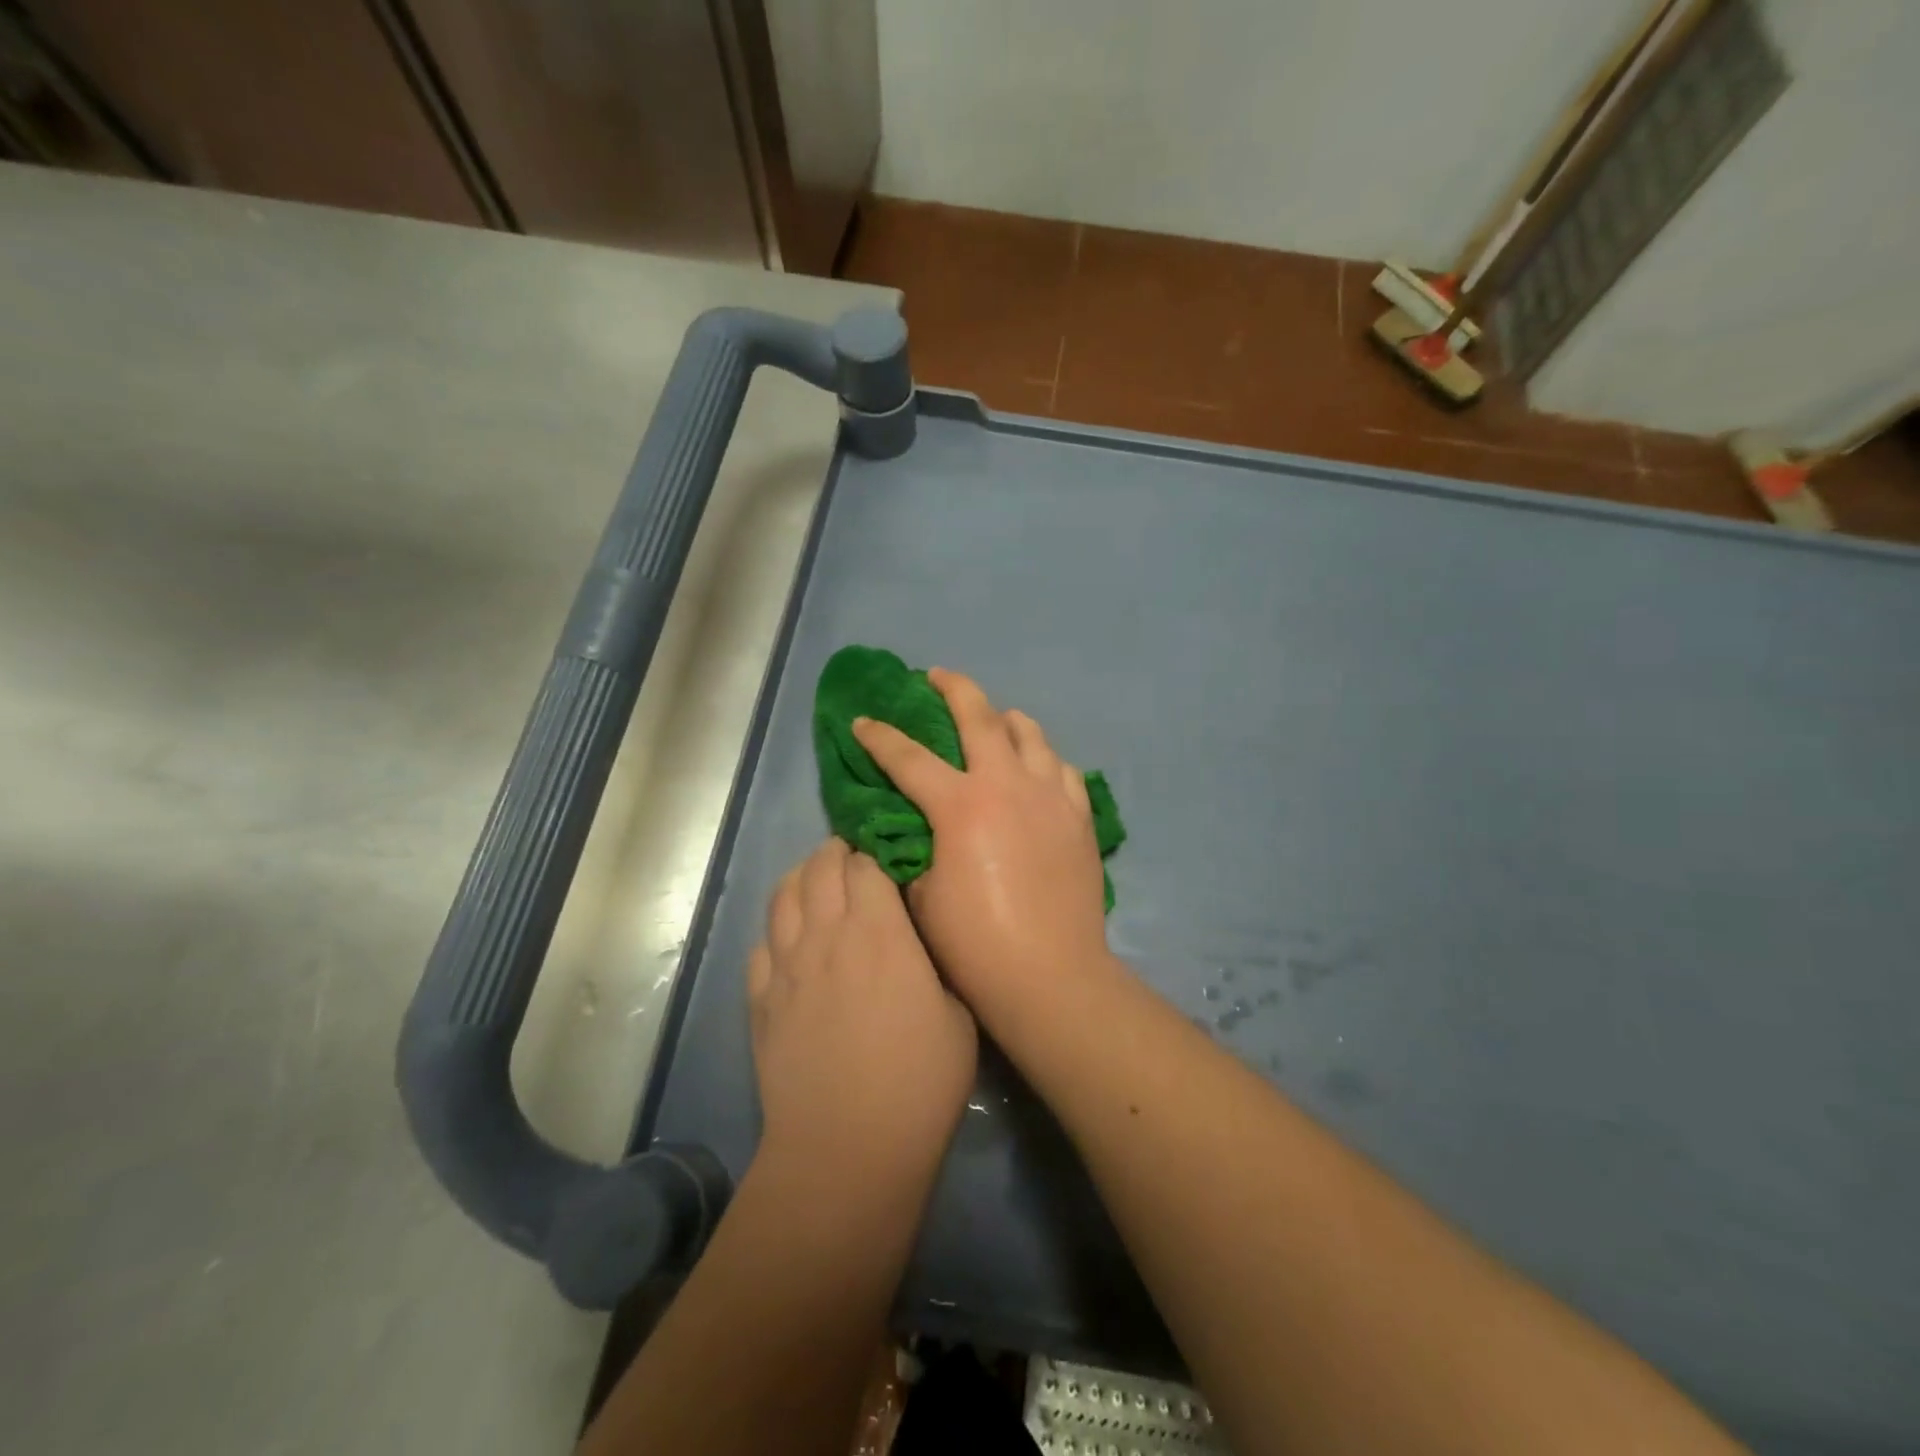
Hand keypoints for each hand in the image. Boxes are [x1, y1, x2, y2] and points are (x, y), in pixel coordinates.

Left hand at [748, 838, 977, 1182]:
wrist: (847, 1149)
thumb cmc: (919, 1083)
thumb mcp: (957, 1016)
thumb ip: (934, 964)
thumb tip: (916, 942)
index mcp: (878, 931)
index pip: (865, 863)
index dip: (875, 852)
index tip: (888, 854)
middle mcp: (825, 935)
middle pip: (819, 868)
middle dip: (836, 852)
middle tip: (853, 857)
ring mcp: (786, 966)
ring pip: (782, 896)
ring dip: (801, 878)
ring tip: (817, 881)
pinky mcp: (760, 1000)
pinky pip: (761, 945)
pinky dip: (777, 929)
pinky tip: (790, 940)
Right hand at [851, 669, 1111, 1017]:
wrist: (1050, 975)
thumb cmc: (975, 943)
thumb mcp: (922, 896)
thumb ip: (913, 851)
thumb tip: (911, 830)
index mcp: (960, 805)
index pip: (908, 757)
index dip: (880, 737)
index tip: (863, 721)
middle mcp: (1007, 784)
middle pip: (979, 716)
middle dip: (953, 687)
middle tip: (936, 675)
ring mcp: (1050, 795)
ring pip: (1030, 734)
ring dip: (1005, 718)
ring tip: (994, 718)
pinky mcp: (1079, 816)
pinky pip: (1062, 769)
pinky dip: (1043, 759)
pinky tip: (1036, 768)